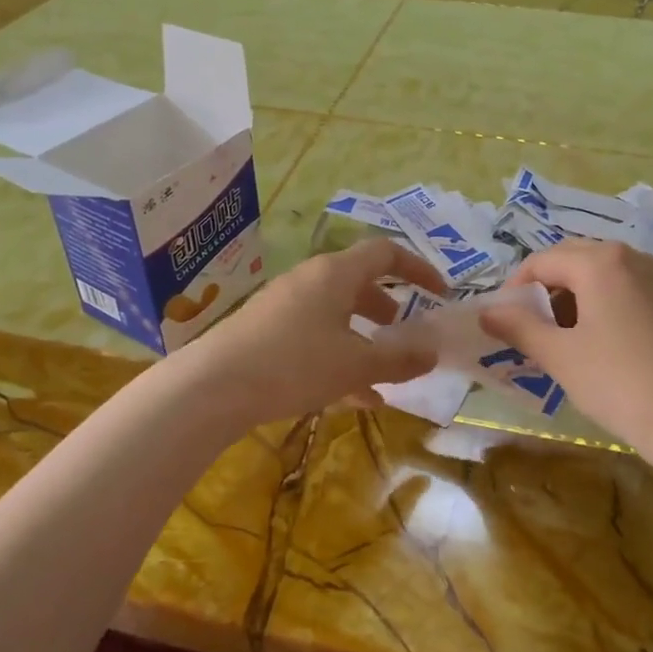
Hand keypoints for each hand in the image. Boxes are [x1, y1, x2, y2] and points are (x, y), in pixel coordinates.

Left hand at [177, 238, 444, 427]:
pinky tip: (354, 398)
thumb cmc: (295, 364)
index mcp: (336, 274)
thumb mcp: (357, 365)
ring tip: (383, 371)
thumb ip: (400, 358)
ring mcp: (284, 305)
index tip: (440, 293)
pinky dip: (339, 357)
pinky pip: (313, 337)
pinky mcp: (265, 332)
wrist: (213, 387)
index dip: (418, 268)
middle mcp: (310, 280)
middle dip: (387, 307)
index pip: (386, 253)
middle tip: (405, 330)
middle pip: (358, 283)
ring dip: (363, 337)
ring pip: (336, 314)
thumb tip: (433, 352)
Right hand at [481, 240, 652, 451]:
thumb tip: (487, 312)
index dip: (514, 290)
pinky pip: (623, 289)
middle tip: (528, 329)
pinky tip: (595, 342)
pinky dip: (599, 305)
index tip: (503, 324)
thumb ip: (518, 327)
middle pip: (572, 260)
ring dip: (571, 297)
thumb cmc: (618, 382)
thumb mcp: (559, 355)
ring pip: (599, 274)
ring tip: (559, 339)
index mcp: (600, 261)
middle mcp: (631, 257)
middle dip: (543, 290)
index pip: (541, 262)